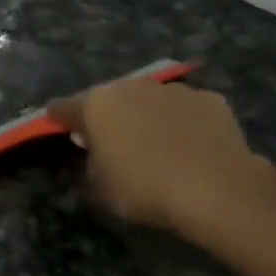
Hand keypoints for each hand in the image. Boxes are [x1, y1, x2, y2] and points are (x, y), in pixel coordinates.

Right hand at [48, 77, 275, 235]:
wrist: (216, 188)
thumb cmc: (143, 188)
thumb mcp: (100, 188)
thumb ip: (92, 165)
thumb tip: (98, 157)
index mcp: (95, 105)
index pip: (62, 107)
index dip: (59, 120)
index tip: (60, 131)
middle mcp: (130, 87)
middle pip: (108, 99)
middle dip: (107, 116)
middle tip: (111, 142)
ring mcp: (172, 90)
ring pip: (149, 100)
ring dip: (145, 116)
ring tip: (156, 145)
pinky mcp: (209, 99)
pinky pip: (186, 110)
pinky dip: (183, 123)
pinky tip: (191, 147)